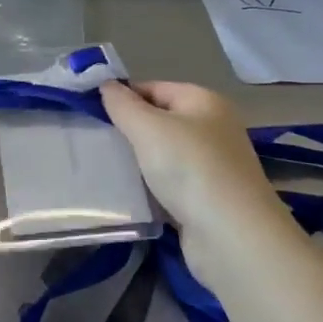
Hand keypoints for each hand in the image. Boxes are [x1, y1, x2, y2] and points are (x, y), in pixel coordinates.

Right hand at [100, 81, 286, 256]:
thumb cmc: (189, 168)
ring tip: (103, 166)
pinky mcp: (207, 200)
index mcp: (204, 102)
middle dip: (129, 130)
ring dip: (138, 162)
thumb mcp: (148, 128)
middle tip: (94, 139)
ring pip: (164, 155)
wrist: (231, 236)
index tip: (91, 111)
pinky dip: (151, 188)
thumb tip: (107, 85)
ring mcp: (212, 167)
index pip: (155, 88)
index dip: (124, 96)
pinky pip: (170, 185)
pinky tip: (127, 194)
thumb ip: (123, 105)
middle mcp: (212, 129)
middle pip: (161, 121)